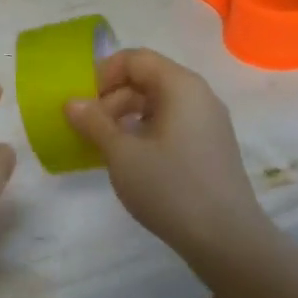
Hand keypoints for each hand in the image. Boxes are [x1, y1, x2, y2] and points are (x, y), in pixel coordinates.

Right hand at [64, 49, 269, 266]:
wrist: (225, 238)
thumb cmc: (170, 187)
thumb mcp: (122, 154)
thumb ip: (94, 123)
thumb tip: (72, 102)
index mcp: (180, 86)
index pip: (135, 59)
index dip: (103, 74)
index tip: (81, 103)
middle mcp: (199, 96)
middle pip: (147, 80)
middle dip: (112, 99)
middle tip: (88, 130)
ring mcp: (208, 123)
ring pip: (158, 105)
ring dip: (126, 118)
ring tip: (104, 148)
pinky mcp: (210, 148)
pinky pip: (171, 126)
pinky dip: (145, 134)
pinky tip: (131, 162)